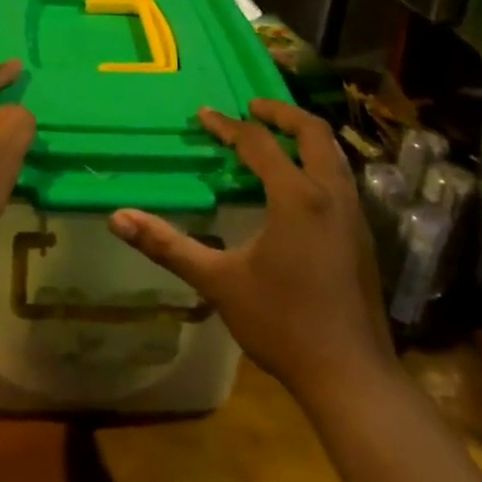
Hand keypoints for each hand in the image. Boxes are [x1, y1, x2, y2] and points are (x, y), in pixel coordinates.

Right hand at [107, 99, 395, 402]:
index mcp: (297, 197)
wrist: (351, 375)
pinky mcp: (363, 235)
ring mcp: (354, 214)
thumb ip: (168, 245)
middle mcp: (331, 194)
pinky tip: (299, 185)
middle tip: (251, 106)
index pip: (259, 144)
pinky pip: (341, 178)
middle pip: (313, 133)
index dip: (228, 127)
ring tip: (276, 136)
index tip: (203, 115)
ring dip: (305, 136)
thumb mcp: (218, 282)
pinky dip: (318, 162)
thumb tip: (118, 218)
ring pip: (334, 155)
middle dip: (281, 113)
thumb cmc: (282, 323)